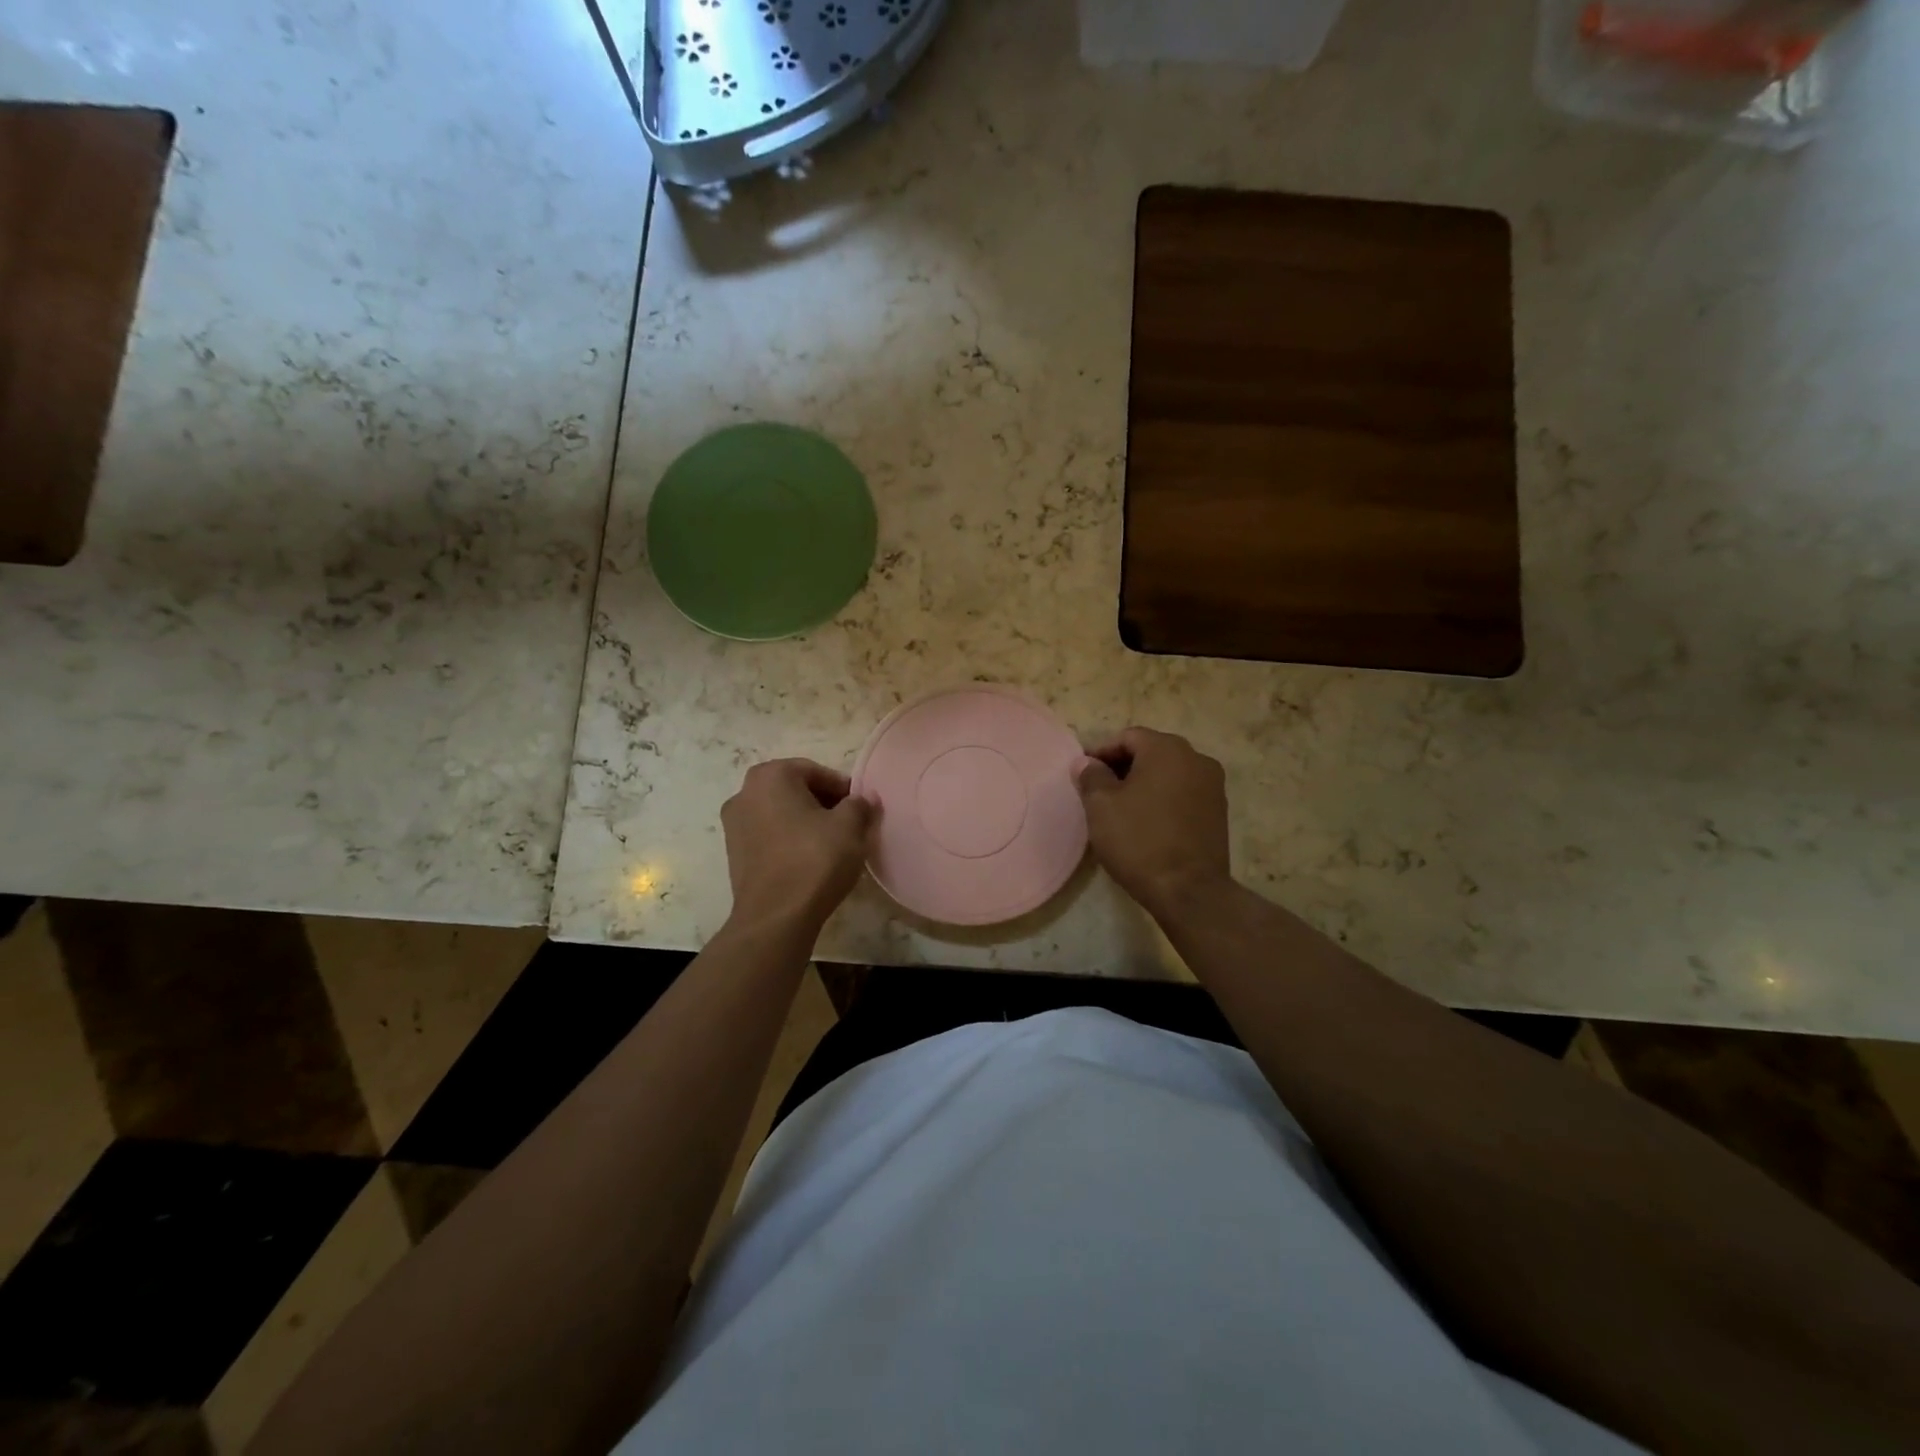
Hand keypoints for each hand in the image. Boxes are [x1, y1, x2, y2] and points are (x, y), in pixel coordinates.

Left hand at [720, 758, 873, 935]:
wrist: (775, 917)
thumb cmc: (814, 860)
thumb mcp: (850, 826)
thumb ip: (859, 804)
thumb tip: (863, 800)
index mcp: (770, 776)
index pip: (815, 771)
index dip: (842, 788)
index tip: (860, 807)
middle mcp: (744, 793)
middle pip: (795, 790)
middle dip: (823, 803)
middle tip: (849, 824)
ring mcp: (734, 825)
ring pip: (781, 813)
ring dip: (806, 822)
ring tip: (832, 844)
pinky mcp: (734, 854)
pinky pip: (769, 836)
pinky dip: (789, 840)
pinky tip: (810, 860)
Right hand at [1076, 728, 1231, 919]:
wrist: (1189, 891)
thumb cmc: (1139, 840)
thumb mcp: (1101, 806)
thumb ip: (1091, 776)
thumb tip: (1086, 762)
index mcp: (1167, 749)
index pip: (1128, 737)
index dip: (1101, 752)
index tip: (1083, 773)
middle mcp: (1196, 758)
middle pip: (1151, 751)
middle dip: (1123, 766)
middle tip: (1098, 789)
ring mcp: (1213, 785)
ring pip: (1169, 773)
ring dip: (1144, 782)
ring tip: (1121, 807)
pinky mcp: (1219, 811)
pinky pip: (1183, 793)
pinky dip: (1163, 798)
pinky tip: (1147, 821)